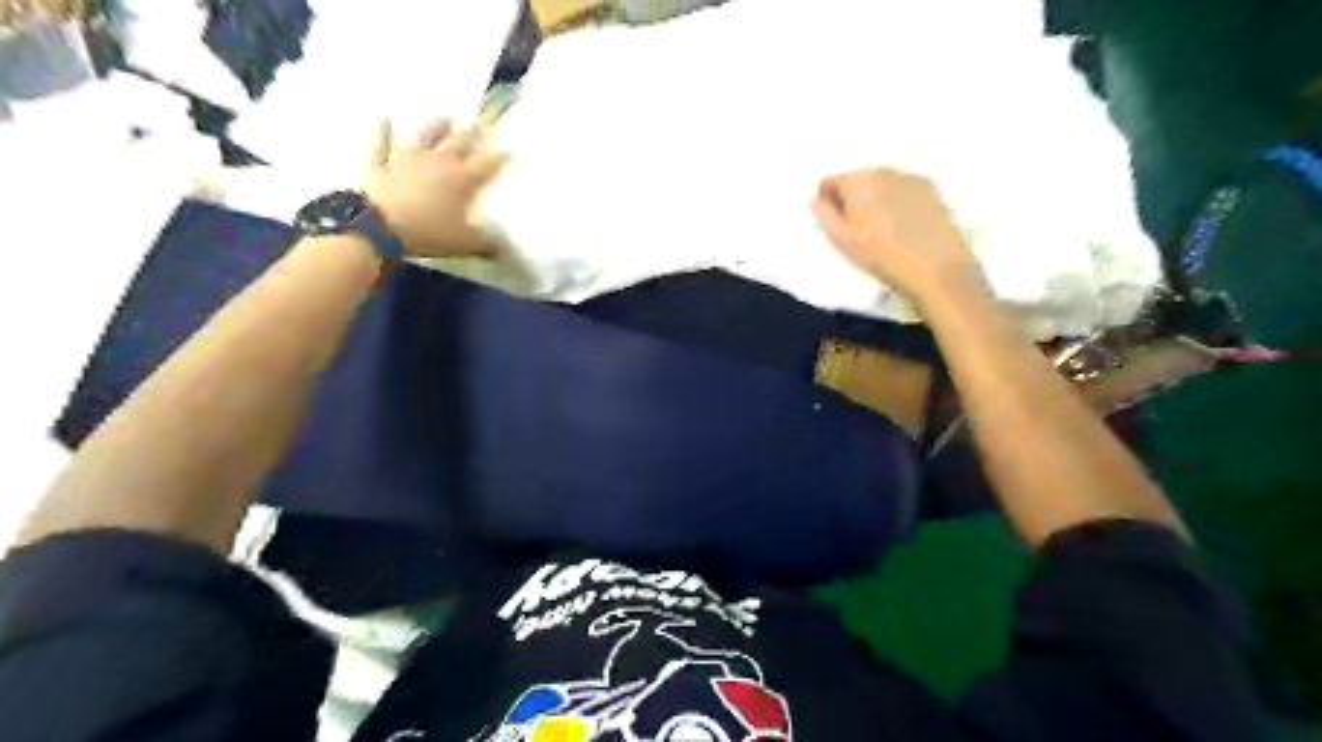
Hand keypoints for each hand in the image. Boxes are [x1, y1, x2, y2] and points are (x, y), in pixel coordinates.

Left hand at [363, 118, 505, 261]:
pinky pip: (380, 143)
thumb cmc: (428, 233)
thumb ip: (487, 244)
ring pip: (424, 137)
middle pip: (459, 144)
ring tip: (445, 117)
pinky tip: (382, 117)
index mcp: (461, 180)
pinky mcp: (379, 163)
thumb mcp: (464, 243)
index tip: (511, 150)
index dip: (500, 158)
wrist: (379, 227)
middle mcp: (437, 162)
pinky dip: (381, 130)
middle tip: (481, 124)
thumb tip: (506, 249)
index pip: (487, 165)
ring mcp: (406, 159)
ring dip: (435, 127)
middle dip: (472, 135)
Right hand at [811, 169, 984, 303]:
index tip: (832, 222)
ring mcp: (910, 178)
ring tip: (881, 229)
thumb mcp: (842, 241)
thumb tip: (817, 200)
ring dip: (875, 199)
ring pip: (881, 184)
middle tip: (855, 229)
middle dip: (852, 198)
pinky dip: (897, 201)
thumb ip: (825, 215)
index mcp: (858, 181)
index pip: (830, 180)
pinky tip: (903, 226)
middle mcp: (884, 170)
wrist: (936, 269)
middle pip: (857, 179)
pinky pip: (903, 190)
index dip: (826, 200)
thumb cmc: (882, 257)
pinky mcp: (932, 189)